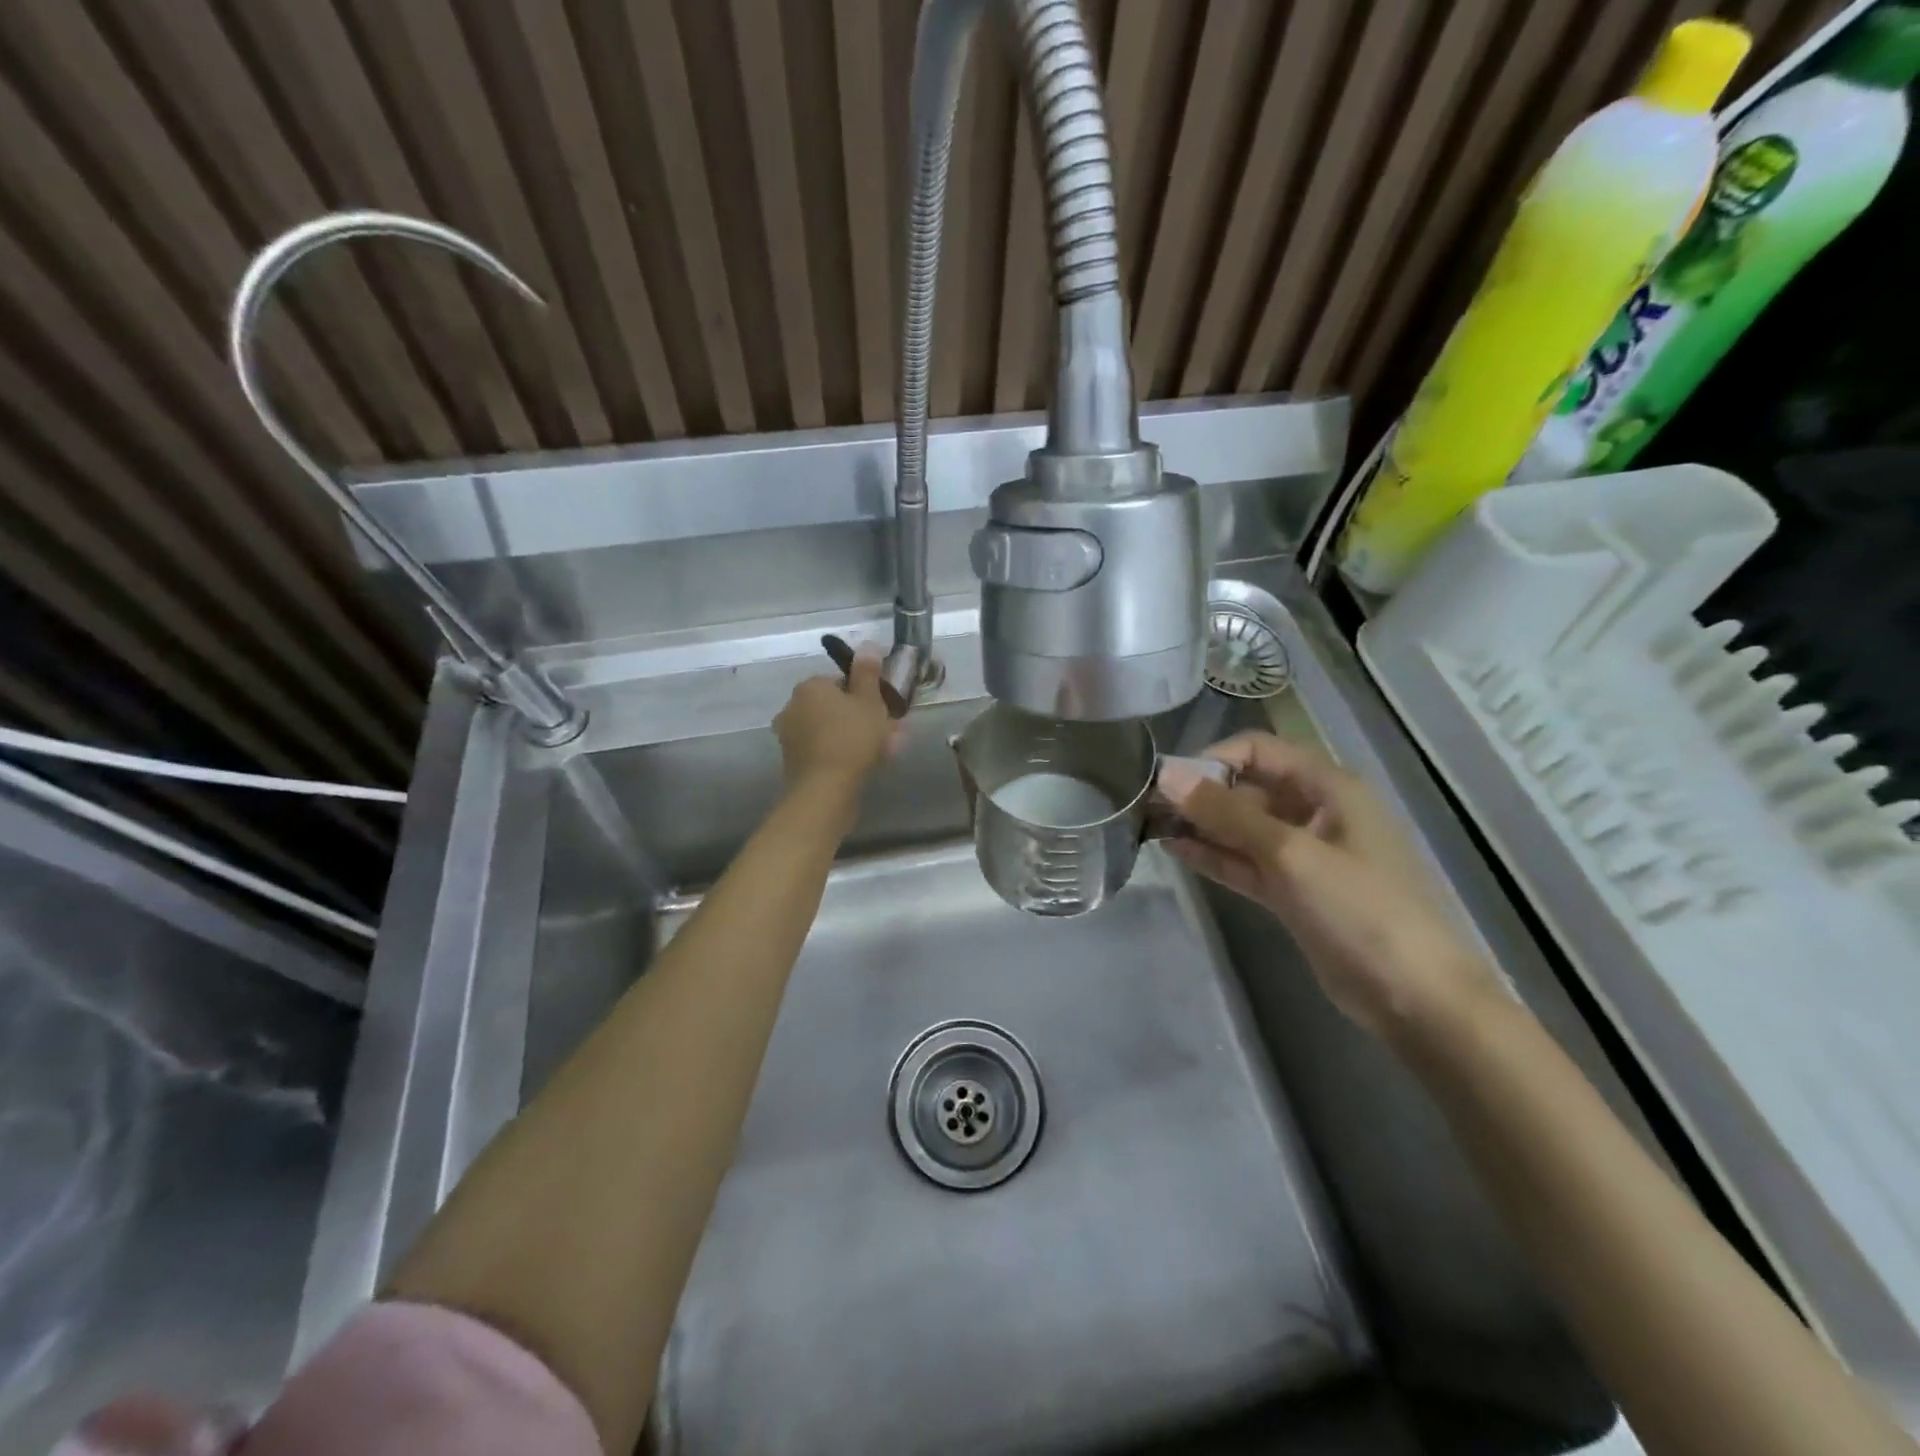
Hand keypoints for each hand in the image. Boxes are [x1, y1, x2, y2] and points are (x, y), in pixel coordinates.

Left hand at [773, 648, 899, 789]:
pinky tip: (860, 766)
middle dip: (859, 716)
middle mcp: (793, 706)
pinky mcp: (792, 761)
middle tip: (886, 733)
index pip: (841, 681)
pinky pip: (822, 749)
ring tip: (880, 752)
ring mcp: (789, 735)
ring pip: (829, 729)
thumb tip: (868, 645)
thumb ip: (868, 673)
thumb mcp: (869, 701)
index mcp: (810, 686)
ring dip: (851, 736)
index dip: (865, 694)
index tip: (883, 710)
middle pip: (834, 706)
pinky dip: (839, 753)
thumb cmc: (852, 738)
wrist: (825, 789)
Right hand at [1160, 732, 1502, 1041]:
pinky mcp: (1293, 890)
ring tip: (1151, 825)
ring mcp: (1304, 854)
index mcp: (1328, 787)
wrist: (1415, 997)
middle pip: (1248, 787)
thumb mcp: (1290, 853)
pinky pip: (1246, 861)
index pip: (1258, 750)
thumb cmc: (1360, 910)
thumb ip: (1226, 813)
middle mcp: (1315, 811)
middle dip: (1200, 793)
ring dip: (1202, 824)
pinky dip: (1215, 855)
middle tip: (1148, 806)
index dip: (1213, 758)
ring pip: (1243, 827)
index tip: (1169, 781)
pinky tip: (1176, 849)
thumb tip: (1166, 775)